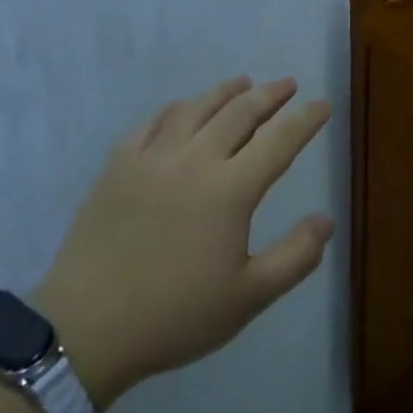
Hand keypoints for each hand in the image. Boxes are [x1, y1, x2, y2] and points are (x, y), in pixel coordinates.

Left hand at [35, 76, 333, 409]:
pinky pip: (152, 122)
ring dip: (225, 92)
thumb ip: (295, 257)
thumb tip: (326, 219)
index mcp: (230, 190)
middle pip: (239, 113)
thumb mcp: (248, 298)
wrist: (86, 329)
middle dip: (269, 94)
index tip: (323, 104)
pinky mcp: (118, 166)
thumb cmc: (175, 315)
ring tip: (243, 83)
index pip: (279, 141)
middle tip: (287, 84)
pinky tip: (183, 107)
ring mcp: (152, 159)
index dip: (305, 119)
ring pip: (195, 108)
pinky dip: (176, 107)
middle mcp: (194, 161)